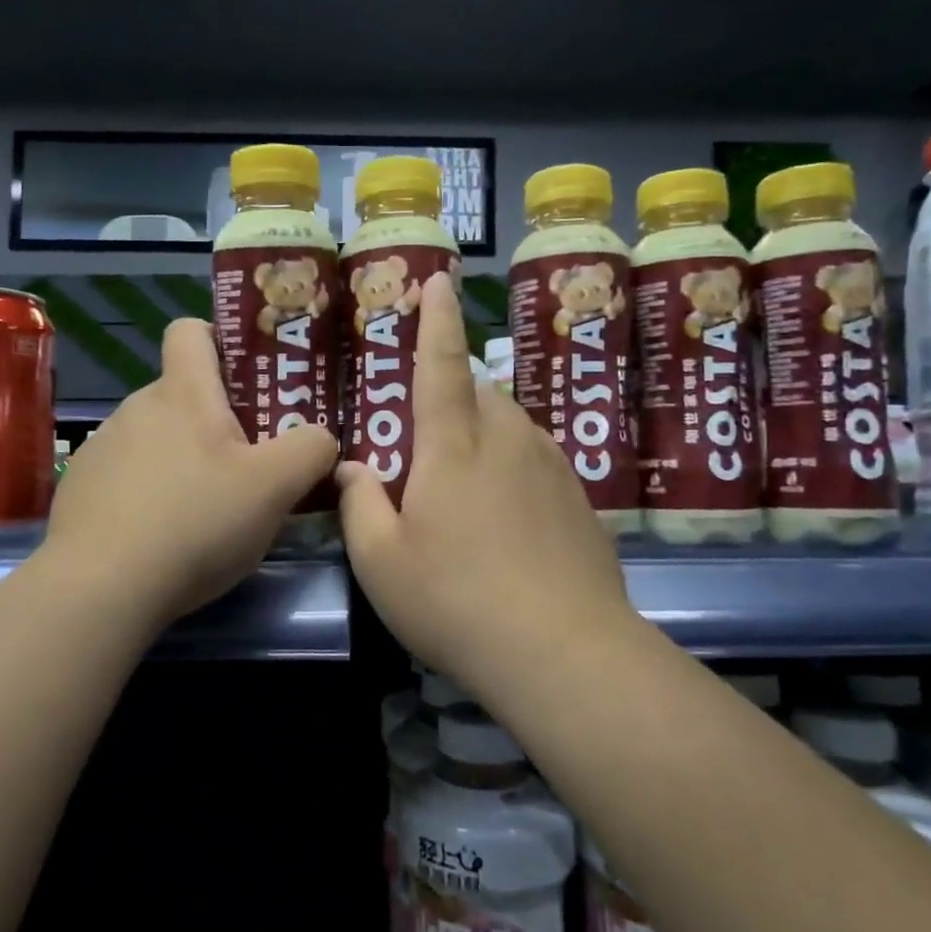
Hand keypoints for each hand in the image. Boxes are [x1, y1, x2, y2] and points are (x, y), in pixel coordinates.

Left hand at [44, 319, 336, 621]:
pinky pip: (127, 475)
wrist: (101, 588)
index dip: (220, 340)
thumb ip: (311, 450)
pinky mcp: (81, 489)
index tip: (248, 379)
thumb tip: (321, 438)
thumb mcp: (274, 488)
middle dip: (217, 421)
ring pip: (157, 437)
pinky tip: (162, 536)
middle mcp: (136, 407)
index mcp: (183, 393)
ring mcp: (102, 448)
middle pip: (183, 394)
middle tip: (250, 465)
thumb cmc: (195, 523)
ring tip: (207, 511)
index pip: (191, 330)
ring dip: (184, 460)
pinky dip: (150, 493)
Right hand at [338, 273, 639, 687]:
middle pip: (478, 392)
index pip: (441, 365)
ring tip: (465, 485)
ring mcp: (551, 466)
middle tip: (428, 442)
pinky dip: (513, 466)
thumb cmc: (456, 601)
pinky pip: (536, 458)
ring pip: (510, 424)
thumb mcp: (382, 562)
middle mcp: (507, 440)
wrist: (564, 650)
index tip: (438, 281)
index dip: (436, 320)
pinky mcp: (579, 497)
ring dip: (483, 434)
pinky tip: (507, 518)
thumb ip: (359, 505)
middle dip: (452, 396)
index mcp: (453, 447)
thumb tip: (351, 468)